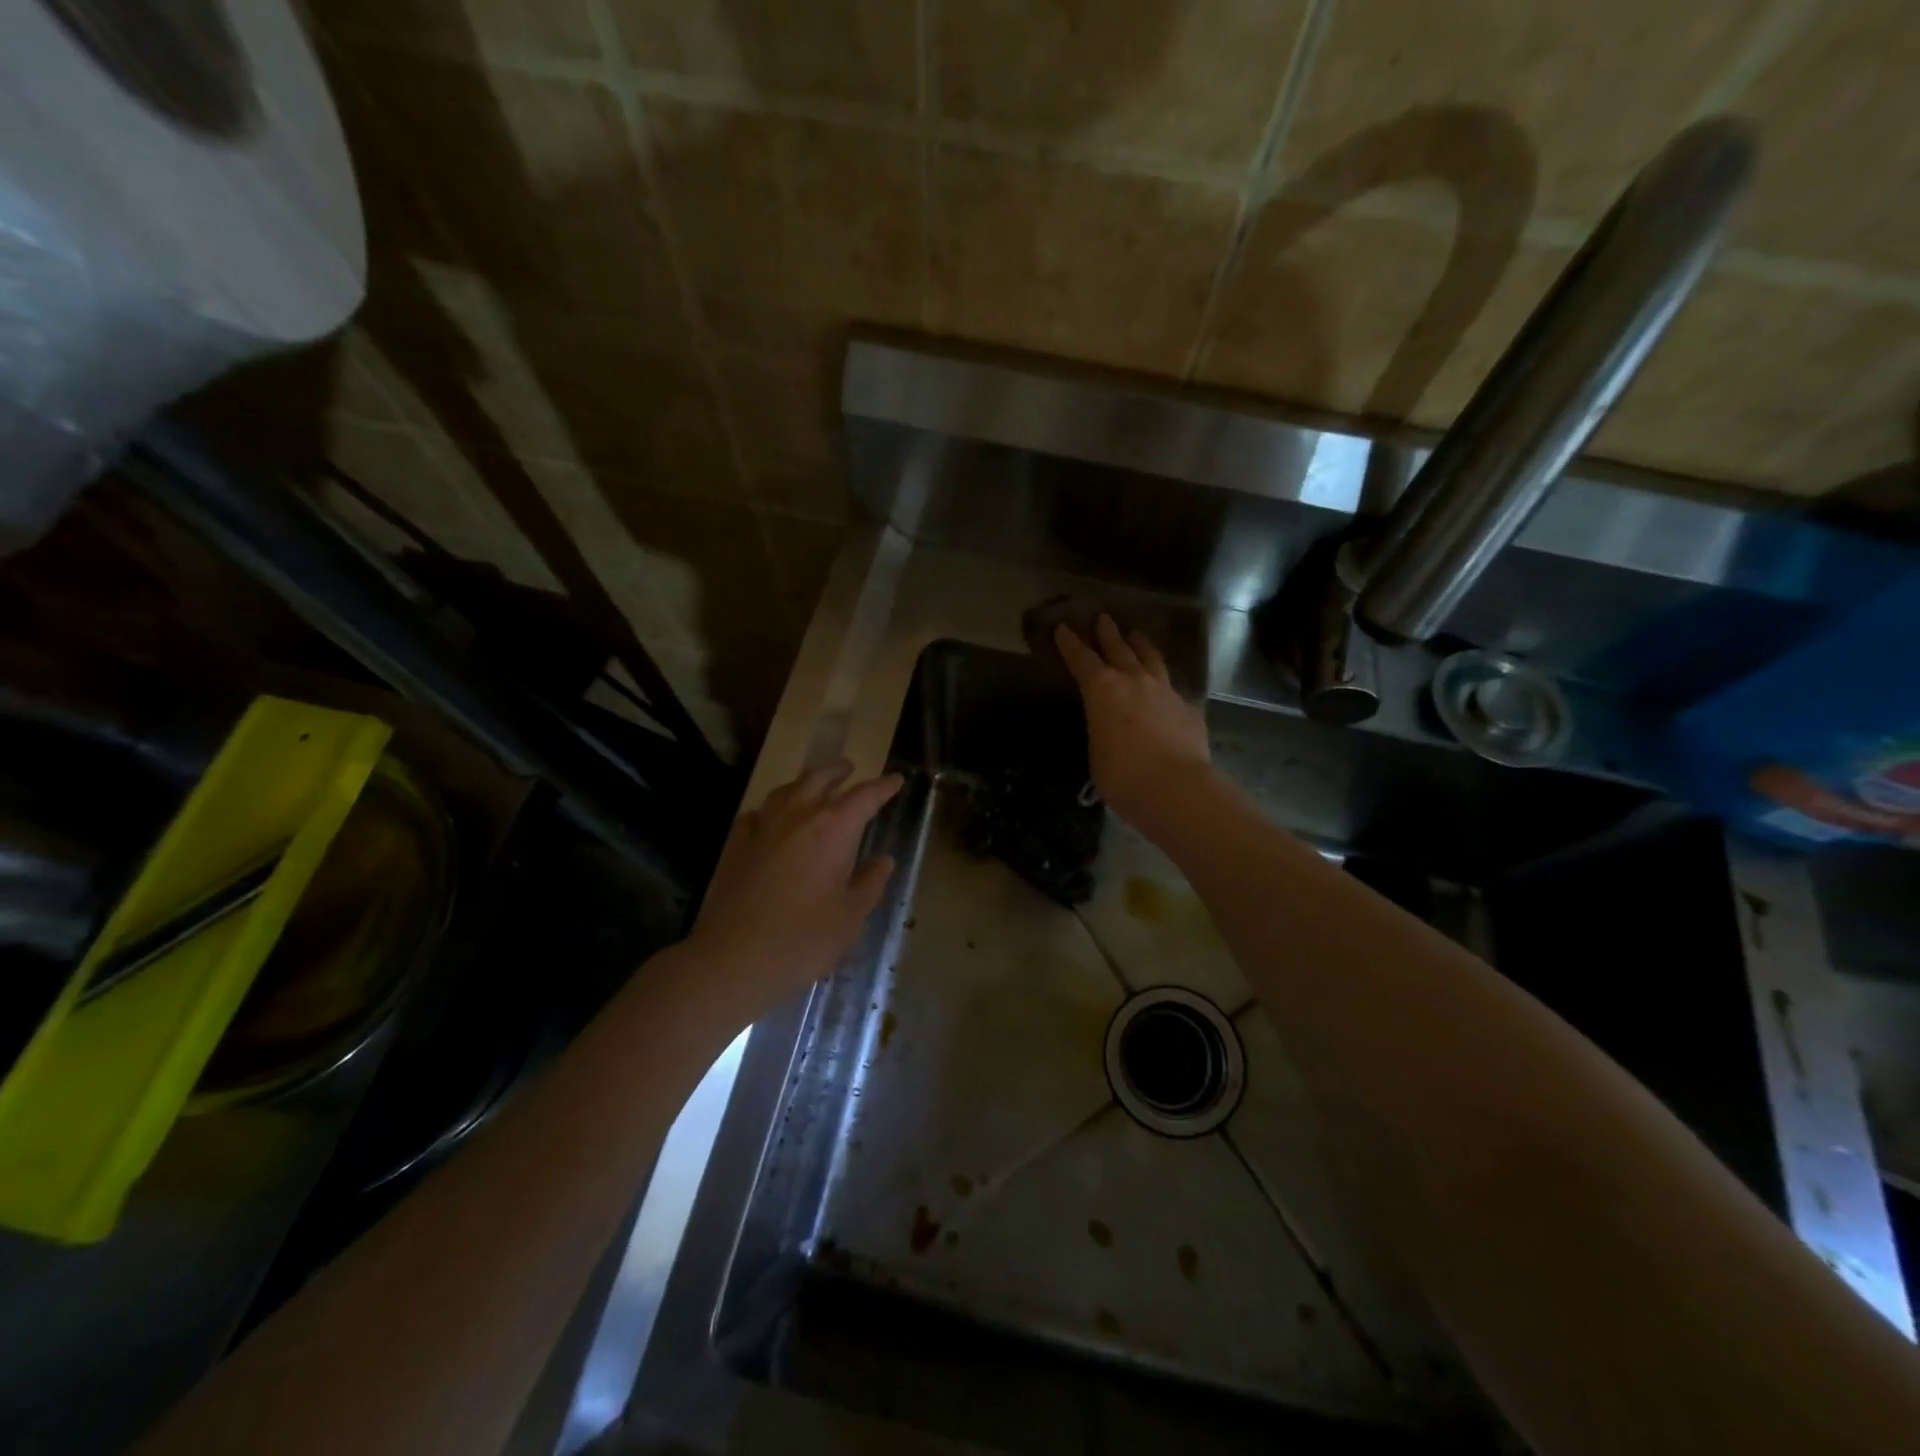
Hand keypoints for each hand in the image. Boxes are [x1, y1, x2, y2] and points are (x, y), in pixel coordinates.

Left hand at [686, 761, 903, 1005]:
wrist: (735, 958)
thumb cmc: (805, 938)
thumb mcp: (851, 916)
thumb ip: (870, 883)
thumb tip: (883, 861)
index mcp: (834, 828)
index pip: (865, 796)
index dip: (883, 787)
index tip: (896, 780)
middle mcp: (798, 817)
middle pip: (820, 779)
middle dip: (839, 772)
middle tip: (850, 769)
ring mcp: (763, 828)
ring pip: (786, 790)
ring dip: (805, 782)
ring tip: (814, 785)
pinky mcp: (736, 846)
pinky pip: (756, 814)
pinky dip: (770, 809)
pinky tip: (769, 818)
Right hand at [1055, 615, 1211, 833]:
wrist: (1175, 788)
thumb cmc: (1122, 776)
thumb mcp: (1097, 753)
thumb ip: (1101, 732)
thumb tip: (1110, 731)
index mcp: (1101, 690)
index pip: (1081, 658)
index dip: (1069, 643)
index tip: (1062, 628)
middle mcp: (1133, 680)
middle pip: (1119, 648)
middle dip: (1108, 632)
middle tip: (1103, 618)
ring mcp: (1165, 691)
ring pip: (1151, 659)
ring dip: (1141, 645)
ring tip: (1137, 635)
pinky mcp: (1188, 707)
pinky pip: (1173, 688)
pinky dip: (1164, 684)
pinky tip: (1165, 689)